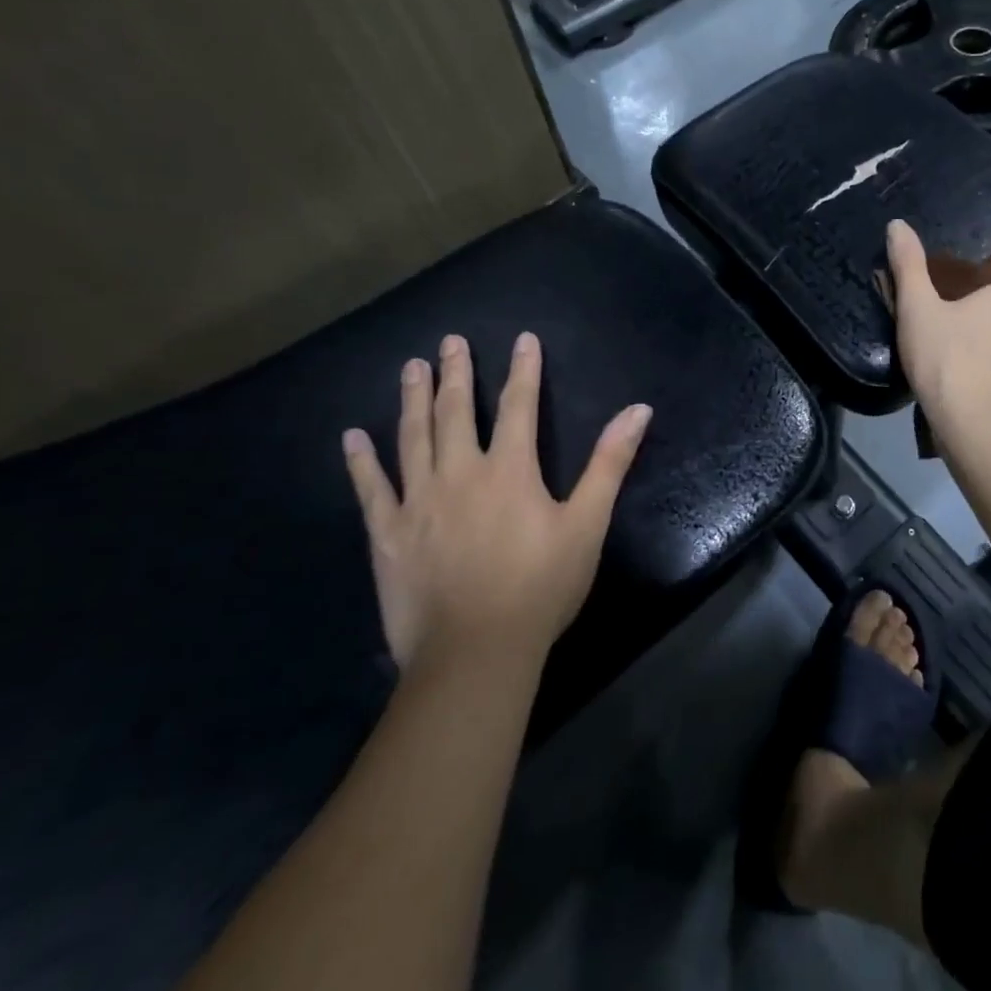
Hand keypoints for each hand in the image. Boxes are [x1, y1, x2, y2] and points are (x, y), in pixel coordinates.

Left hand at [341, 332, 651, 673]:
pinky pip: (370, 489)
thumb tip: (638, 410)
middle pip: (457, 412)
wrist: (475, 651)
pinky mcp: (388, 534)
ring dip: (413, 400)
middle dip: (457, 374)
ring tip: (410, 368)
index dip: (523, 371)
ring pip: (413, 438)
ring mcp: (417, 502)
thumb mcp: (587, 523)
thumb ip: (609, 463)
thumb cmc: (541, 586)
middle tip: (449, 341)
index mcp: (510, 470)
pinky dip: (361, 461)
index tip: (522, 339)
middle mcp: (460, 474)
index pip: (519, 406)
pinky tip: (352, 437)